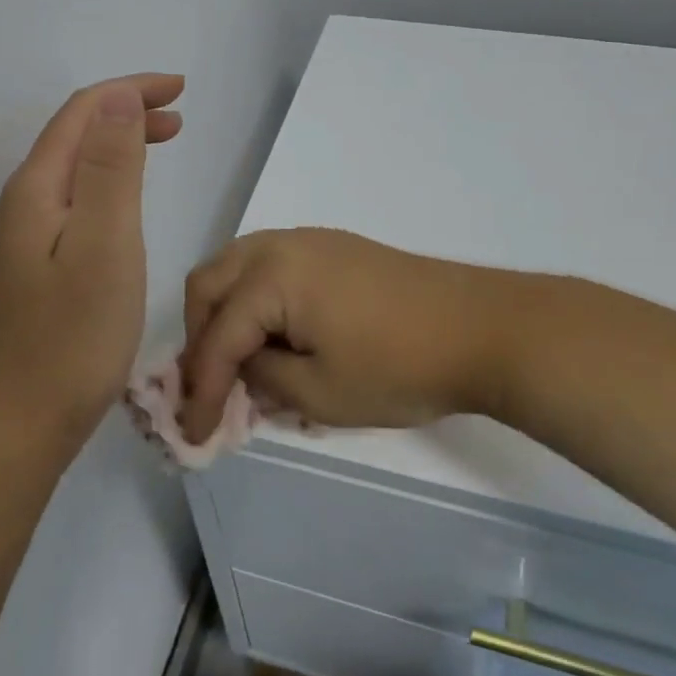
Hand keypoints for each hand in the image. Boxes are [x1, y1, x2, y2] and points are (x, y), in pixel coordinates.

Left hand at [0, 74, 183, 451]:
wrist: (7, 430)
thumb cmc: (67, 338)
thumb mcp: (102, 244)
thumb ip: (110, 169)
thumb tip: (118, 97)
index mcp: (38, 189)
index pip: (83, 113)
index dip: (131, 91)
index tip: (180, 90)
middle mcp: (22, 206)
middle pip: (75, 138)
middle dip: (126, 115)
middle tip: (178, 117)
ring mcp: (21, 243)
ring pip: (73, 173)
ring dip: (117, 149)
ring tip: (159, 148)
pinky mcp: (30, 275)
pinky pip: (73, 207)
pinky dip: (107, 188)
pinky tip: (124, 211)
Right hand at [178, 228, 512, 443]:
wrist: (482, 328)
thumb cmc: (400, 366)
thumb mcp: (320, 393)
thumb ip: (262, 380)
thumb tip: (242, 370)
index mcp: (271, 276)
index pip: (216, 337)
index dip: (199, 390)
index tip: (192, 434)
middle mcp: (280, 245)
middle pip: (210, 285)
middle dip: (200, 338)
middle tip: (209, 388)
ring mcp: (310, 241)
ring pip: (237, 268)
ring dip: (224, 313)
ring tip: (235, 361)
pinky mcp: (334, 248)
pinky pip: (269, 265)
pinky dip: (254, 299)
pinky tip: (273, 335)